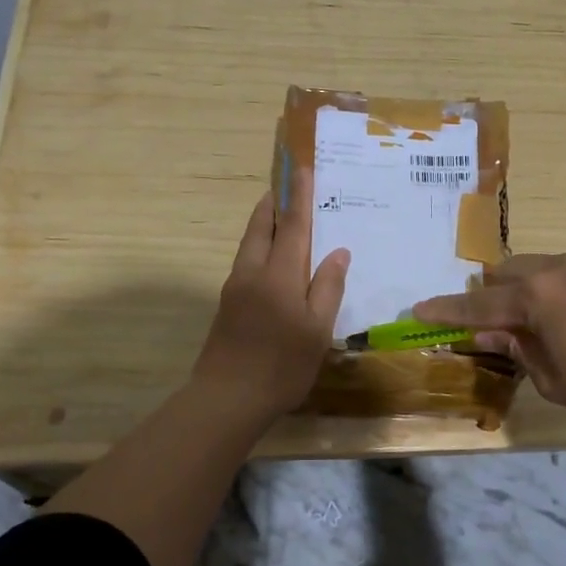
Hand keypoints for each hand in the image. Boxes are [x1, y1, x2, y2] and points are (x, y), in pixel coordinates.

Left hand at [191, 169, 349, 421]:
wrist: (226, 399)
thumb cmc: (281, 366)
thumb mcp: (316, 330)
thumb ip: (327, 288)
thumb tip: (338, 252)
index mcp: (279, 275)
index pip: (292, 225)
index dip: (299, 195)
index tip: (302, 167)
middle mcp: (253, 272)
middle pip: (261, 226)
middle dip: (274, 202)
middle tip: (287, 184)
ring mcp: (236, 287)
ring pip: (250, 243)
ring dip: (264, 222)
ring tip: (281, 214)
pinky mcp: (228, 304)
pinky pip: (247, 261)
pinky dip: (261, 246)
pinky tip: (273, 259)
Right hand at [414, 250, 565, 424]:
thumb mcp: (555, 380)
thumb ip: (518, 351)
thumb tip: (489, 333)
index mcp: (536, 298)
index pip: (479, 305)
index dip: (446, 310)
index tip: (419, 309)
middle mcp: (561, 266)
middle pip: (511, 270)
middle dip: (497, 292)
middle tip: (502, 319)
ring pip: (551, 265)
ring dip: (540, 287)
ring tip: (560, 319)